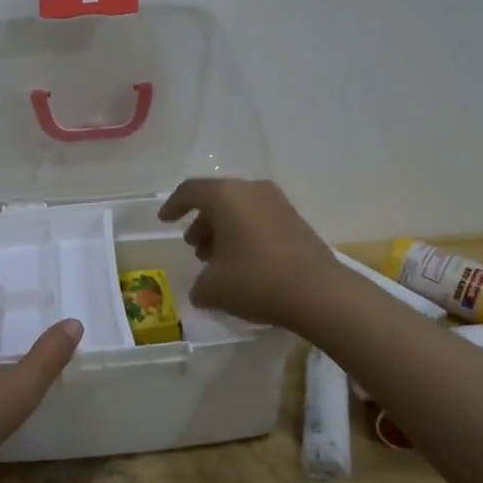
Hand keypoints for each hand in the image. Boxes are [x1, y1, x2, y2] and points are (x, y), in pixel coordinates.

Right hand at [158, 178, 343, 330]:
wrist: (318, 292)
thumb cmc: (256, 281)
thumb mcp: (213, 289)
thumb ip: (199, 285)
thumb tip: (203, 288)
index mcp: (226, 196)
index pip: (190, 191)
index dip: (173, 205)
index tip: (164, 220)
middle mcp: (251, 190)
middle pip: (217, 200)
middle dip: (202, 223)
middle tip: (196, 248)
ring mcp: (278, 203)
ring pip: (240, 210)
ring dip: (224, 231)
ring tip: (217, 261)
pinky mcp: (296, 220)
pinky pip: (259, 220)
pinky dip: (245, 235)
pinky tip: (243, 263)